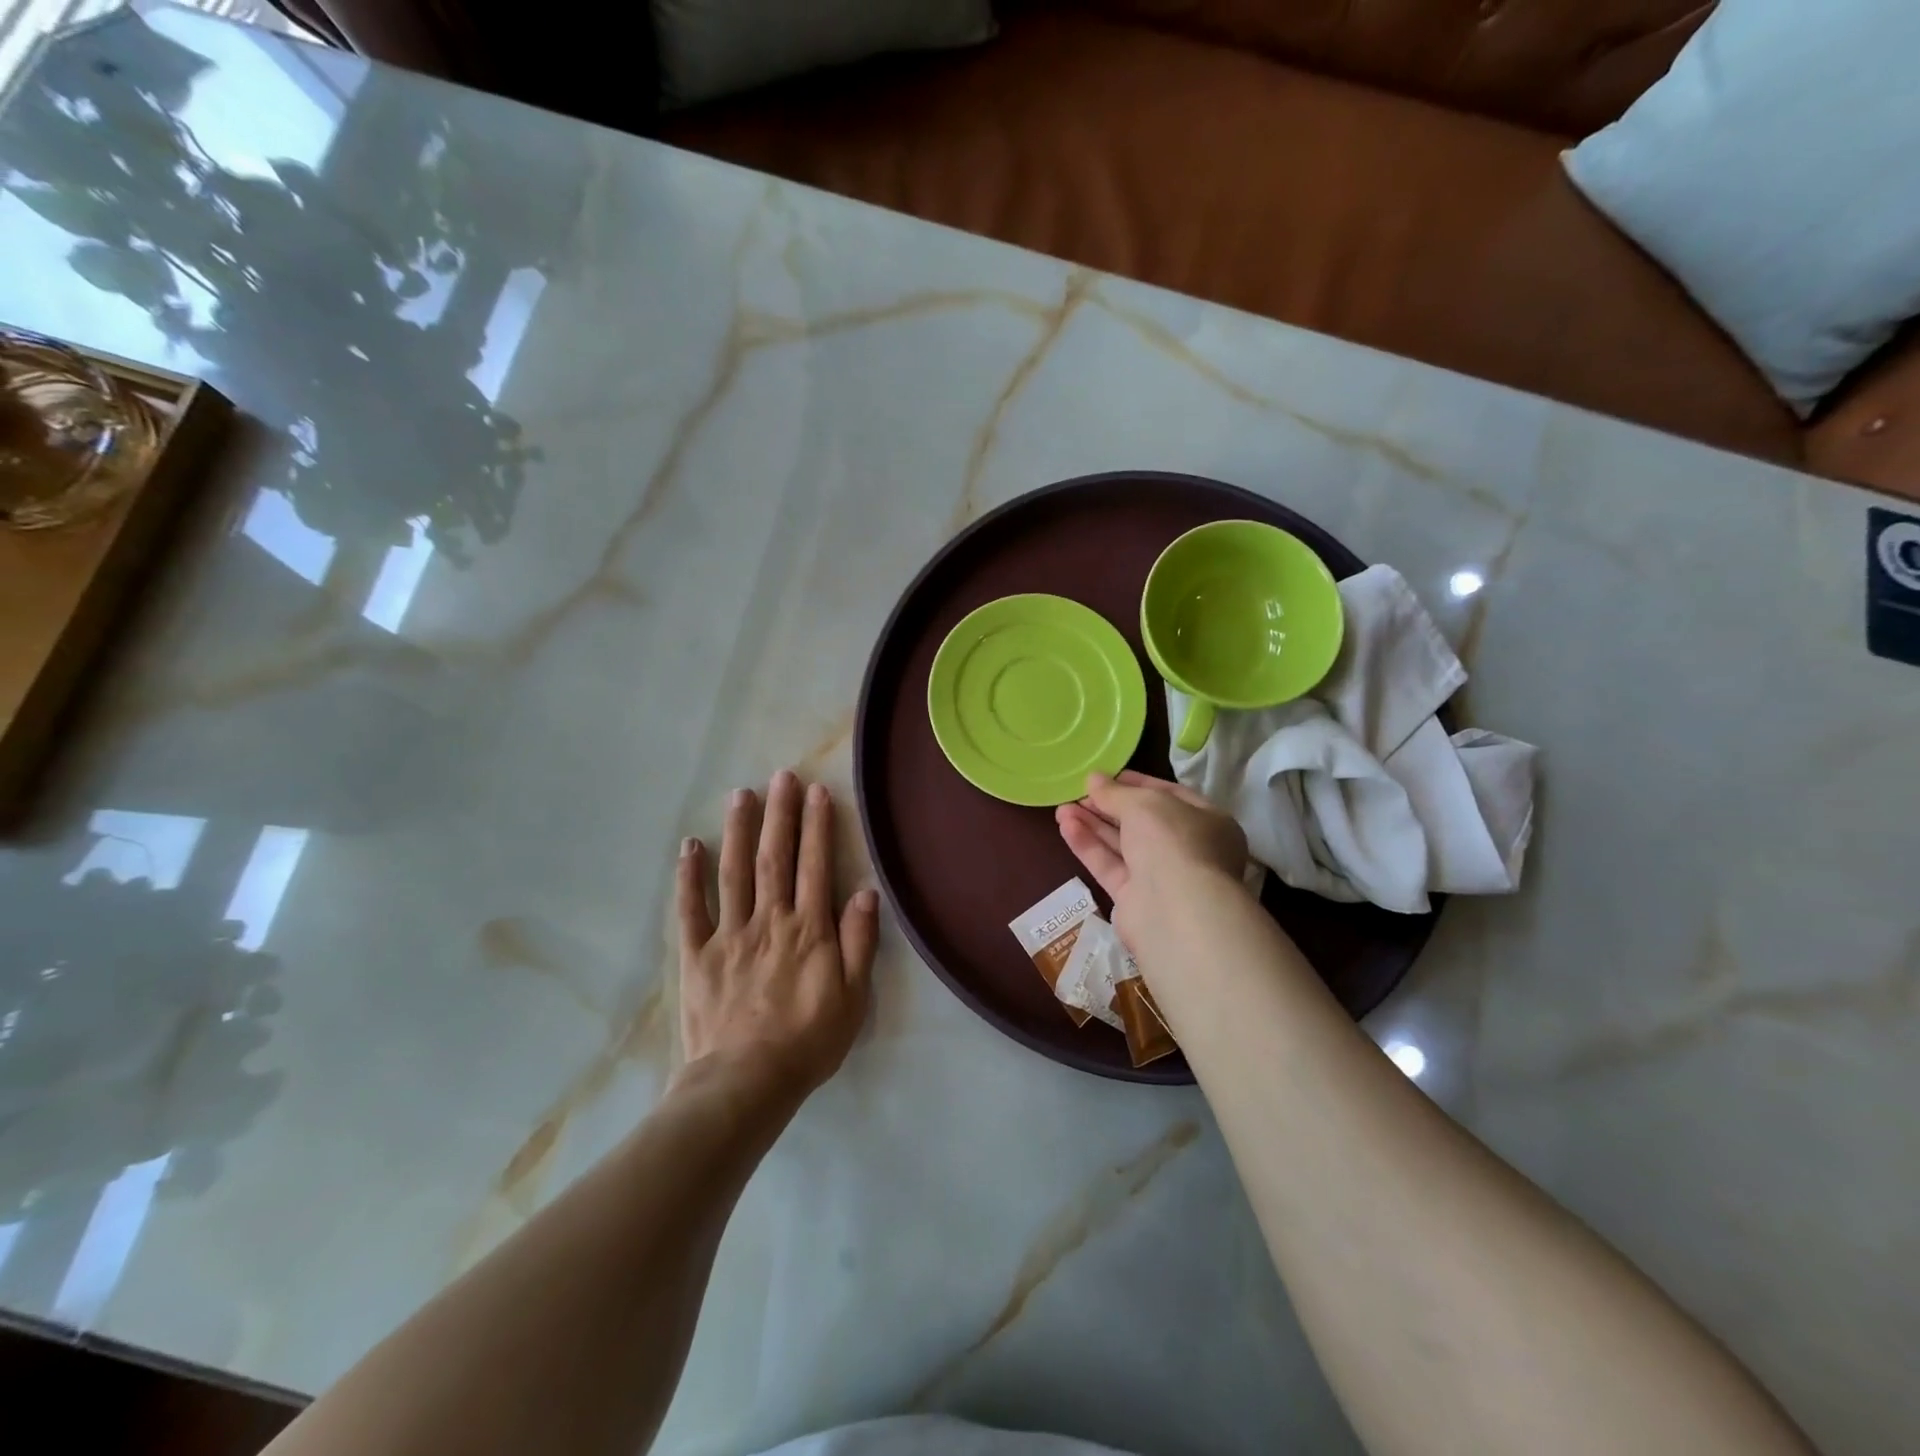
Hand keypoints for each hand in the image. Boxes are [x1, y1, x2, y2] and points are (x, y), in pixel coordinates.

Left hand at [676, 770, 877, 1107]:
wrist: (745, 1084)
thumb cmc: (807, 1041)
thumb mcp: (852, 997)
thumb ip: (859, 941)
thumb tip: (865, 891)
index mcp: (808, 929)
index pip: (815, 865)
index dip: (817, 826)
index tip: (816, 791)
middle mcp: (770, 920)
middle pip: (775, 858)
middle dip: (779, 814)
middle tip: (780, 776)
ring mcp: (729, 934)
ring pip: (734, 872)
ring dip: (739, 831)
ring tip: (741, 794)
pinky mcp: (697, 955)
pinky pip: (691, 910)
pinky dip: (689, 877)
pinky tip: (690, 846)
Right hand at [1055, 771, 1248, 946]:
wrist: (1176, 911)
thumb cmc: (1173, 842)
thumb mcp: (1144, 804)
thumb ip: (1115, 792)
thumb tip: (1093, 779)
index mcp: (1206, 821)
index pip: (1169, 796)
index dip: (1136, 783)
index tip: (1106, 776)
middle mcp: (1187, 849)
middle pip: (1142, 822)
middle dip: (1108, 806)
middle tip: (1078, 792)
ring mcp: (1161, 876)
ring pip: (1122, 845)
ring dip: (1092, 824)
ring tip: (1061, 808)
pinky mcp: (1135, 899)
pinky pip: (1109, 866)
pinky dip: (1089, 846)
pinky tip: (1066, 827)